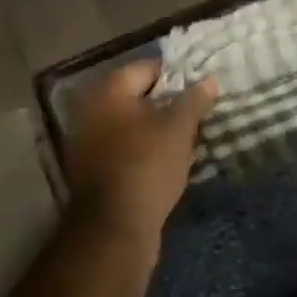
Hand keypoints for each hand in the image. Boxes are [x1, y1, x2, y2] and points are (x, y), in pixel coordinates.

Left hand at [63, 60, 215, 242]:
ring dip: (155, 128)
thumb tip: (209, 80)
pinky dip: (143, 149)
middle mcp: (91, 108)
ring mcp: (87, 140)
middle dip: (166, 103)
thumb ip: (194, 100)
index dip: (177, 76)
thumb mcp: (179, 128)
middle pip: (137, 96)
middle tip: (196, 113)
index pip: (148, 68)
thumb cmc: (146, 165)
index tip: (200, 88)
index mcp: (108, 89)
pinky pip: (123, 147)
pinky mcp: (91, 169)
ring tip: (186, 137)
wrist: (114, 229)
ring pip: (131, 124)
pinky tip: (166, 160)